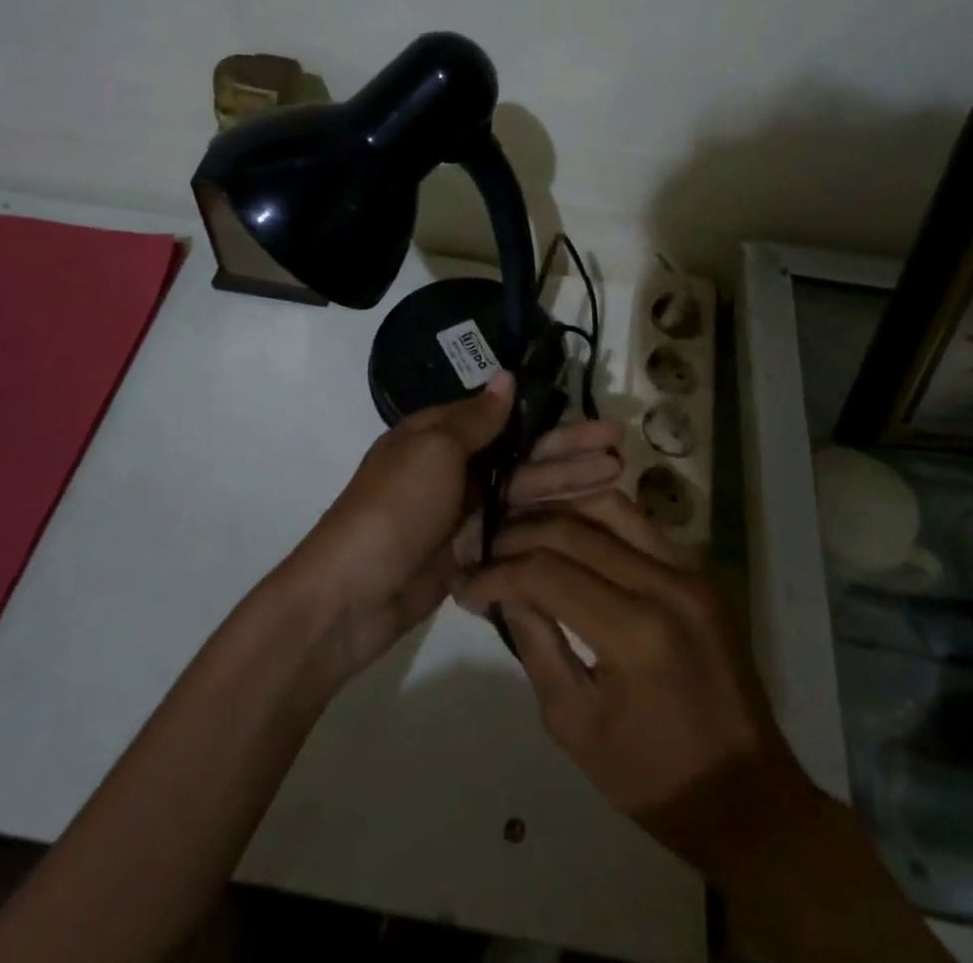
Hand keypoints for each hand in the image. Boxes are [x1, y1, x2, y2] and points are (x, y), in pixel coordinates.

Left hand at [287, 373, 622, 680]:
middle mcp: (454, 469)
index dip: (552, 423)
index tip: (596, 425)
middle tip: (621, 449)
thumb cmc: (394, 508)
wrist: (351, 594)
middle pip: (522, 457)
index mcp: (440, 435)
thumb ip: (476, 420)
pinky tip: (586, 522)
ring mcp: (462, 514)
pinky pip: (513, 530)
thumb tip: (505, 377)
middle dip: (570, 453)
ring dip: (567, 486)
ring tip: (618, 479)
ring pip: (523, 494)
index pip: (506, 421)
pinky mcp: (468, 553)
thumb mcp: (433, 450)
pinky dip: (545, 523)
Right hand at [454, 492, 810, 878]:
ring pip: (608, 507)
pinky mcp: (700, 570)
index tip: (466, 585)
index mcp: (635, 632)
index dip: (497, 573)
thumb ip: (536, 645)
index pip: (546, 572)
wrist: (748, 797)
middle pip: (573, 529)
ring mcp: (690, 570)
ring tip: (522, 534)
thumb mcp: (574, 726)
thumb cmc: (653, 778)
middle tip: (485, 553)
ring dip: (556, 513)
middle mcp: (666, 583)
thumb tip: (505, 588)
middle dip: (517, 536)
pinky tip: (568, 536)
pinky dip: (594, 520)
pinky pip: (638, 524)